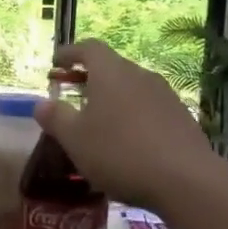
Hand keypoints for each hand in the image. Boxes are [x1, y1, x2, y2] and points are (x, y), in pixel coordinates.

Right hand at [34, 40, 217, 209]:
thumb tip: (42, 103)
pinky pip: (149, 108)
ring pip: (132, 88)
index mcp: (111, 73)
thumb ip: (56, 118)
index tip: (56, 63)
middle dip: (91, 78)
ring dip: (114, 99)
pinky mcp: (181, 117)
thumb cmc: (120, 153)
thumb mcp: (75, 139)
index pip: (89, 48)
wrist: (185, 180)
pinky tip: (128, 141)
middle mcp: (140, 75)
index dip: (70, 53)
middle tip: (74, 94)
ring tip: (100, 121)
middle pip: (112, 67)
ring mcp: (165, 95)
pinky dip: (133, 116)